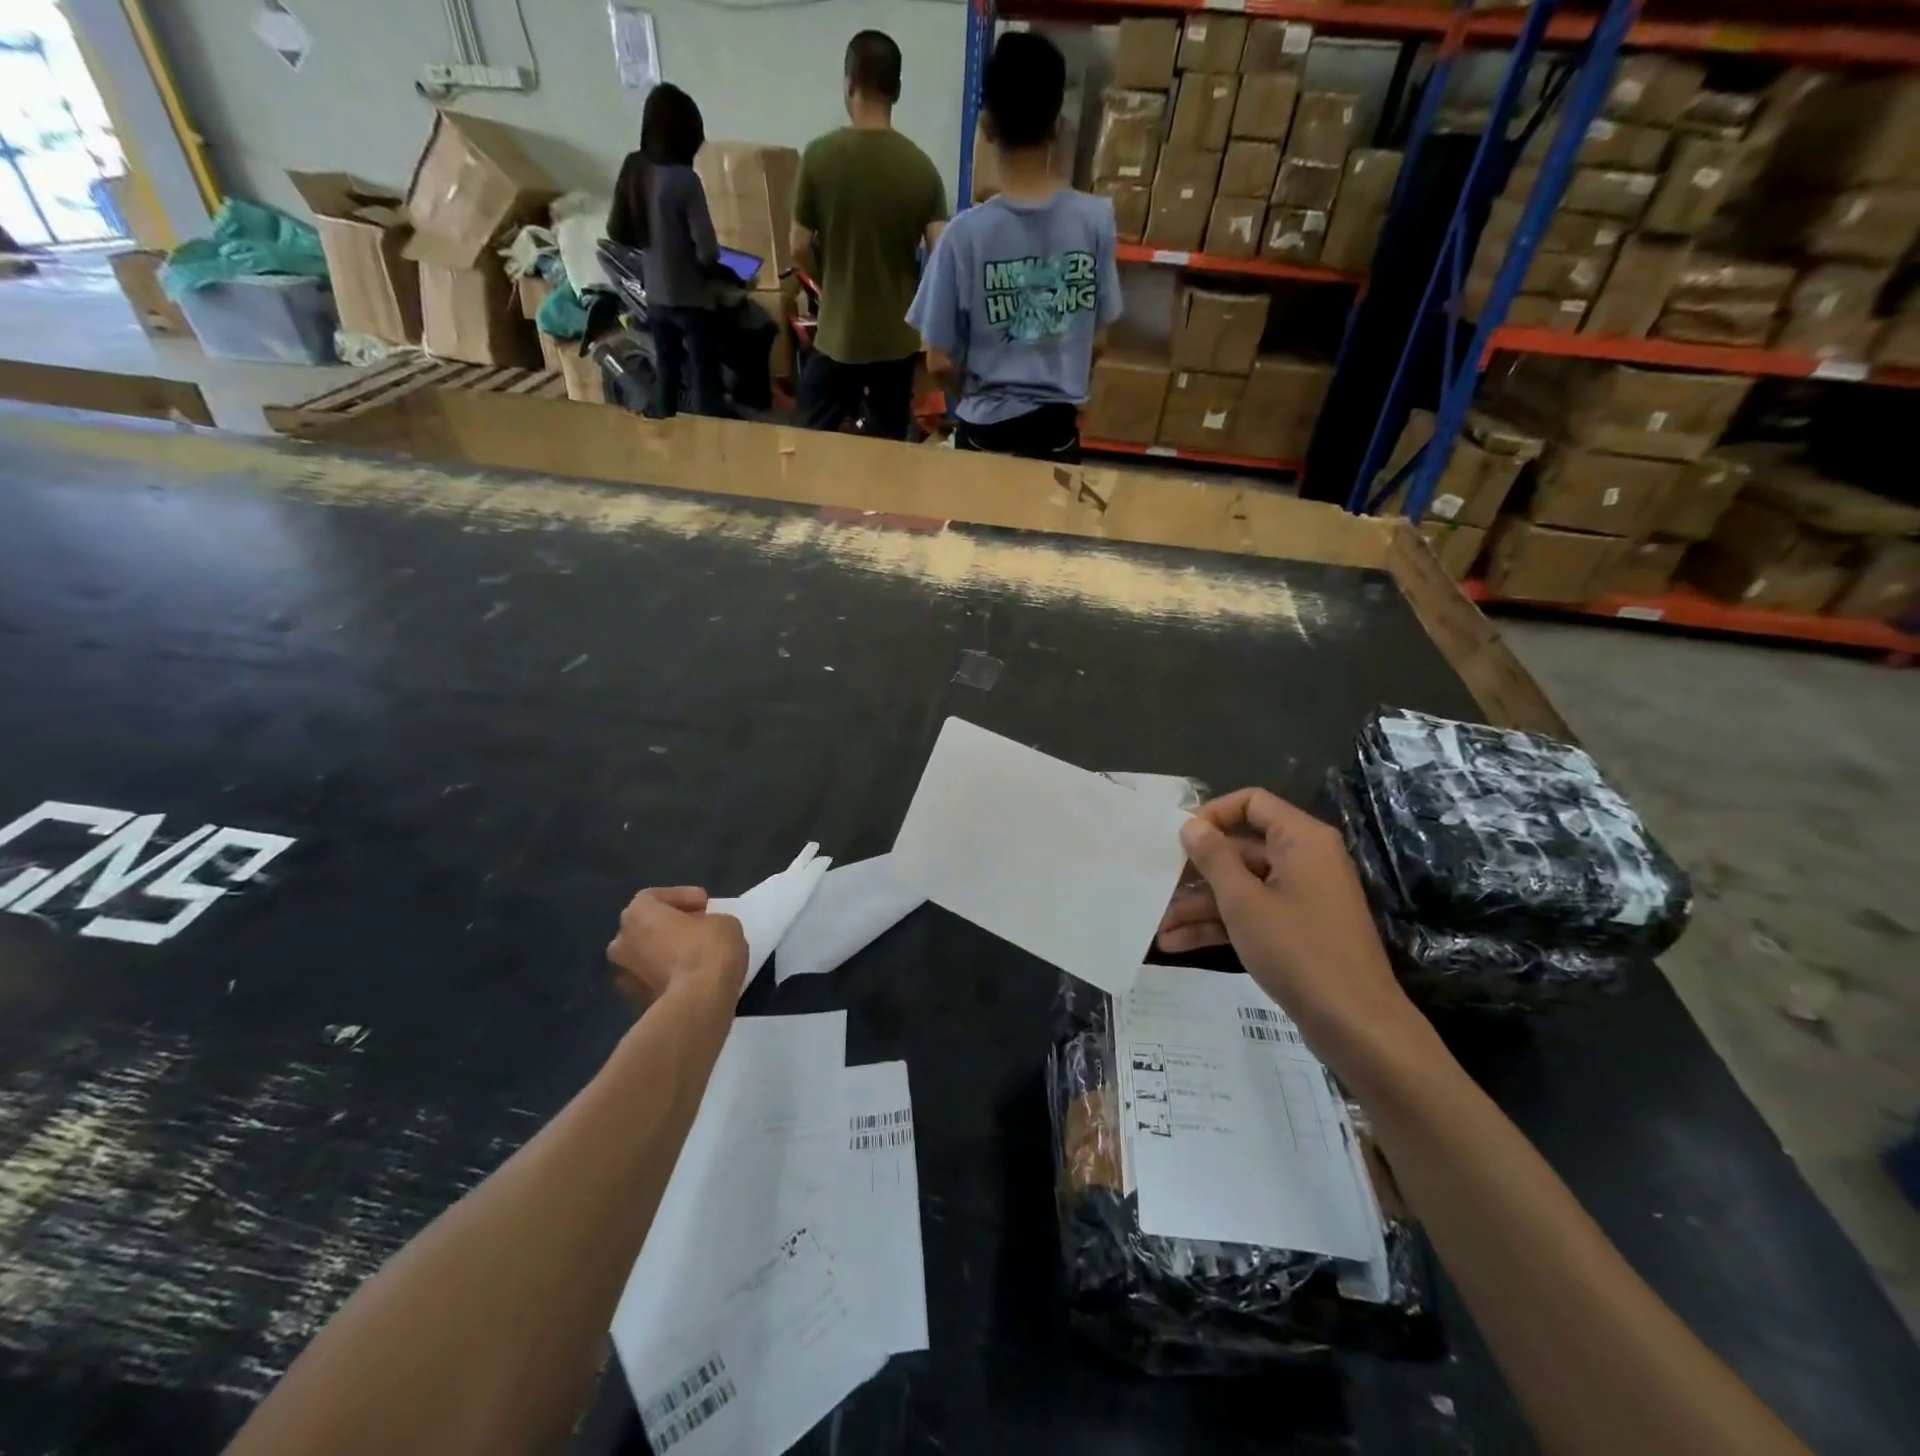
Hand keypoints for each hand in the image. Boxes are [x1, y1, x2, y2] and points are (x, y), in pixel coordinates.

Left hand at [607, 887, 747, 1004]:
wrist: (697, 1003)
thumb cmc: (708, 950)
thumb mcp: (724, 922)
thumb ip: (707, 922)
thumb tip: (702, 932)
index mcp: (637, 914)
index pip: (653, 897)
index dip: (681, 897)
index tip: (704, 904)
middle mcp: (621, 942)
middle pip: (644, 927)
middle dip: (668, 926)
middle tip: (697, 928)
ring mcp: (624, 976)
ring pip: (644, 957)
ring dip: (664, 954)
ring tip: (693, 956)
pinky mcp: (634, 1003)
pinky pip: (650, 981)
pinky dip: (666, 978)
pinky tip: (689, 979)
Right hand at [1162, 789, 1413, 1041]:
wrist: (1355, 1024)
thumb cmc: (1298, 950)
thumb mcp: (1244, 901)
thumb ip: (1213, 858)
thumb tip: (1191, 825)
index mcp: (1301, 840)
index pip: (1251, 802)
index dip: (1212, 814)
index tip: (1178, 837)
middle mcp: (1303, 860)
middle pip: (1240, 848)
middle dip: (1196, 870)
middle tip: (1156, 883)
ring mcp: (1300, 897)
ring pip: (1240, 886)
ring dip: (1199, 906)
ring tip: (1158, 926)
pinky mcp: (1296, 929)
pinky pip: (1251, 914)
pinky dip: (1219, 926)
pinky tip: (1177, 943)